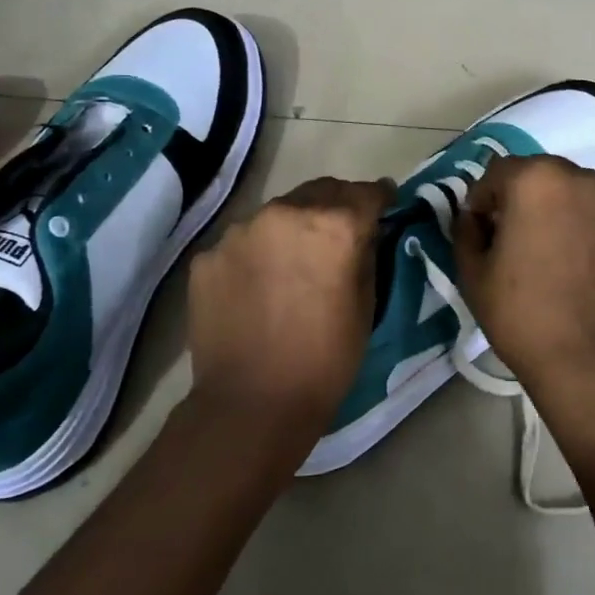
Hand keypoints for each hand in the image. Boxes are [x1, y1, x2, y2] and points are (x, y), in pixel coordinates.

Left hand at [187, 176, 391, 456]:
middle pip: (321, 191)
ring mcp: (240, 231)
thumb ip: (367, 254)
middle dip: (337, 205)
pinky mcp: (208, 255)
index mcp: (335, 225)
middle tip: (342, 232)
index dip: (381, 198)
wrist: (251, 404)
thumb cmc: (325, 359)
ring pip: (278, 213)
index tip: (386, 204)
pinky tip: (259, 286)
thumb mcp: (367, 304)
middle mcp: (286, 212)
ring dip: (293, 227)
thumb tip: (365, 232)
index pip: (367, 192)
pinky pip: (243, 242)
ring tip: (294, 263)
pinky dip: (258, 254)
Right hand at [452, 156, 594, 398]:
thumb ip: (465, 230)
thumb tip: (472, 217)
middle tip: (503, 237)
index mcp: (534, 179)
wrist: (587, 355)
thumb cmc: (520, 311)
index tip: (477, 232)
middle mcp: (575, 177)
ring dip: (543, 206)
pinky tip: (561, 256)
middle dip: (513, 197)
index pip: (494, 173)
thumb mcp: (473, 271)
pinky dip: (569, 220)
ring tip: (535, 247)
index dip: (479, 201)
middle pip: (532, 174)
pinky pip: (585, 208)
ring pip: (561, 189)